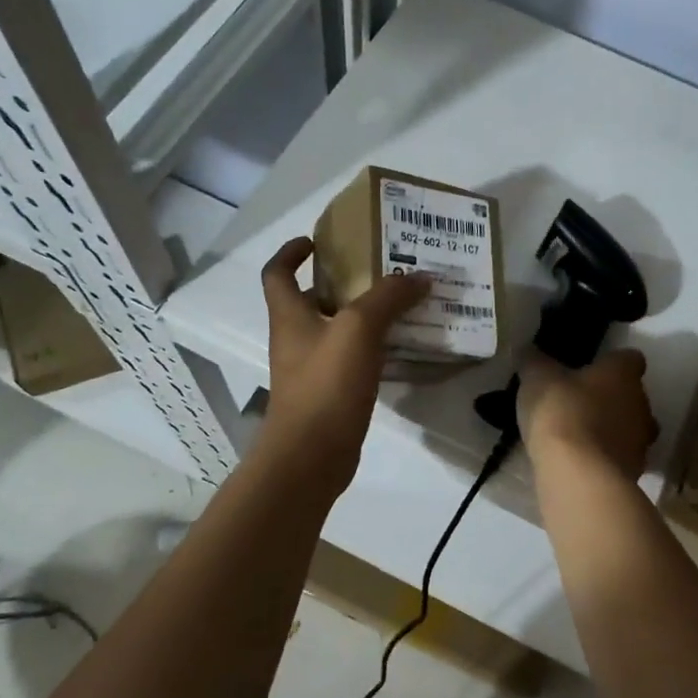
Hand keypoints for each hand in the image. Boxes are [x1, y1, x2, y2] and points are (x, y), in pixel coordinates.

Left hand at [257, 237, 429, 492]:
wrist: (310, 456)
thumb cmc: (325, 385)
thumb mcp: (359, 330)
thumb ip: (388, 298)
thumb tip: (419, 276)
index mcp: (290, 316)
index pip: (278, 273)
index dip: (291, 253)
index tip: (316, 241)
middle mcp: (295, 339)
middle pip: (313, 301)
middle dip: (342, 283)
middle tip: (381, 272)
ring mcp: (311, 370)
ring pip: (337, 332)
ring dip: (364, 317)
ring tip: (402, 305)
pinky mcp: (330, 396)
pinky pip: (352, 362)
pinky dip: (373, 350)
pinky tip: (402, 349)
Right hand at [517, 349, 658, 481]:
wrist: (580, 475)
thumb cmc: (562, 413)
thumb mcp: (537, 380)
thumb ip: (534, 362)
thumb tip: (527, 350)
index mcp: (622, 374)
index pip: (630, 358)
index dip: (612, 363)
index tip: (593, 369)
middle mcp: (641, 403)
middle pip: (633, 395)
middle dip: (611, 399)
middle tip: (580, 403)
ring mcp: (641, 441)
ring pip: (630, 429)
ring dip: (611, 431)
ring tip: (579, 437)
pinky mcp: (634, 471)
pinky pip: (620, 458)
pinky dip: (605, 458)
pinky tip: (580, 463)